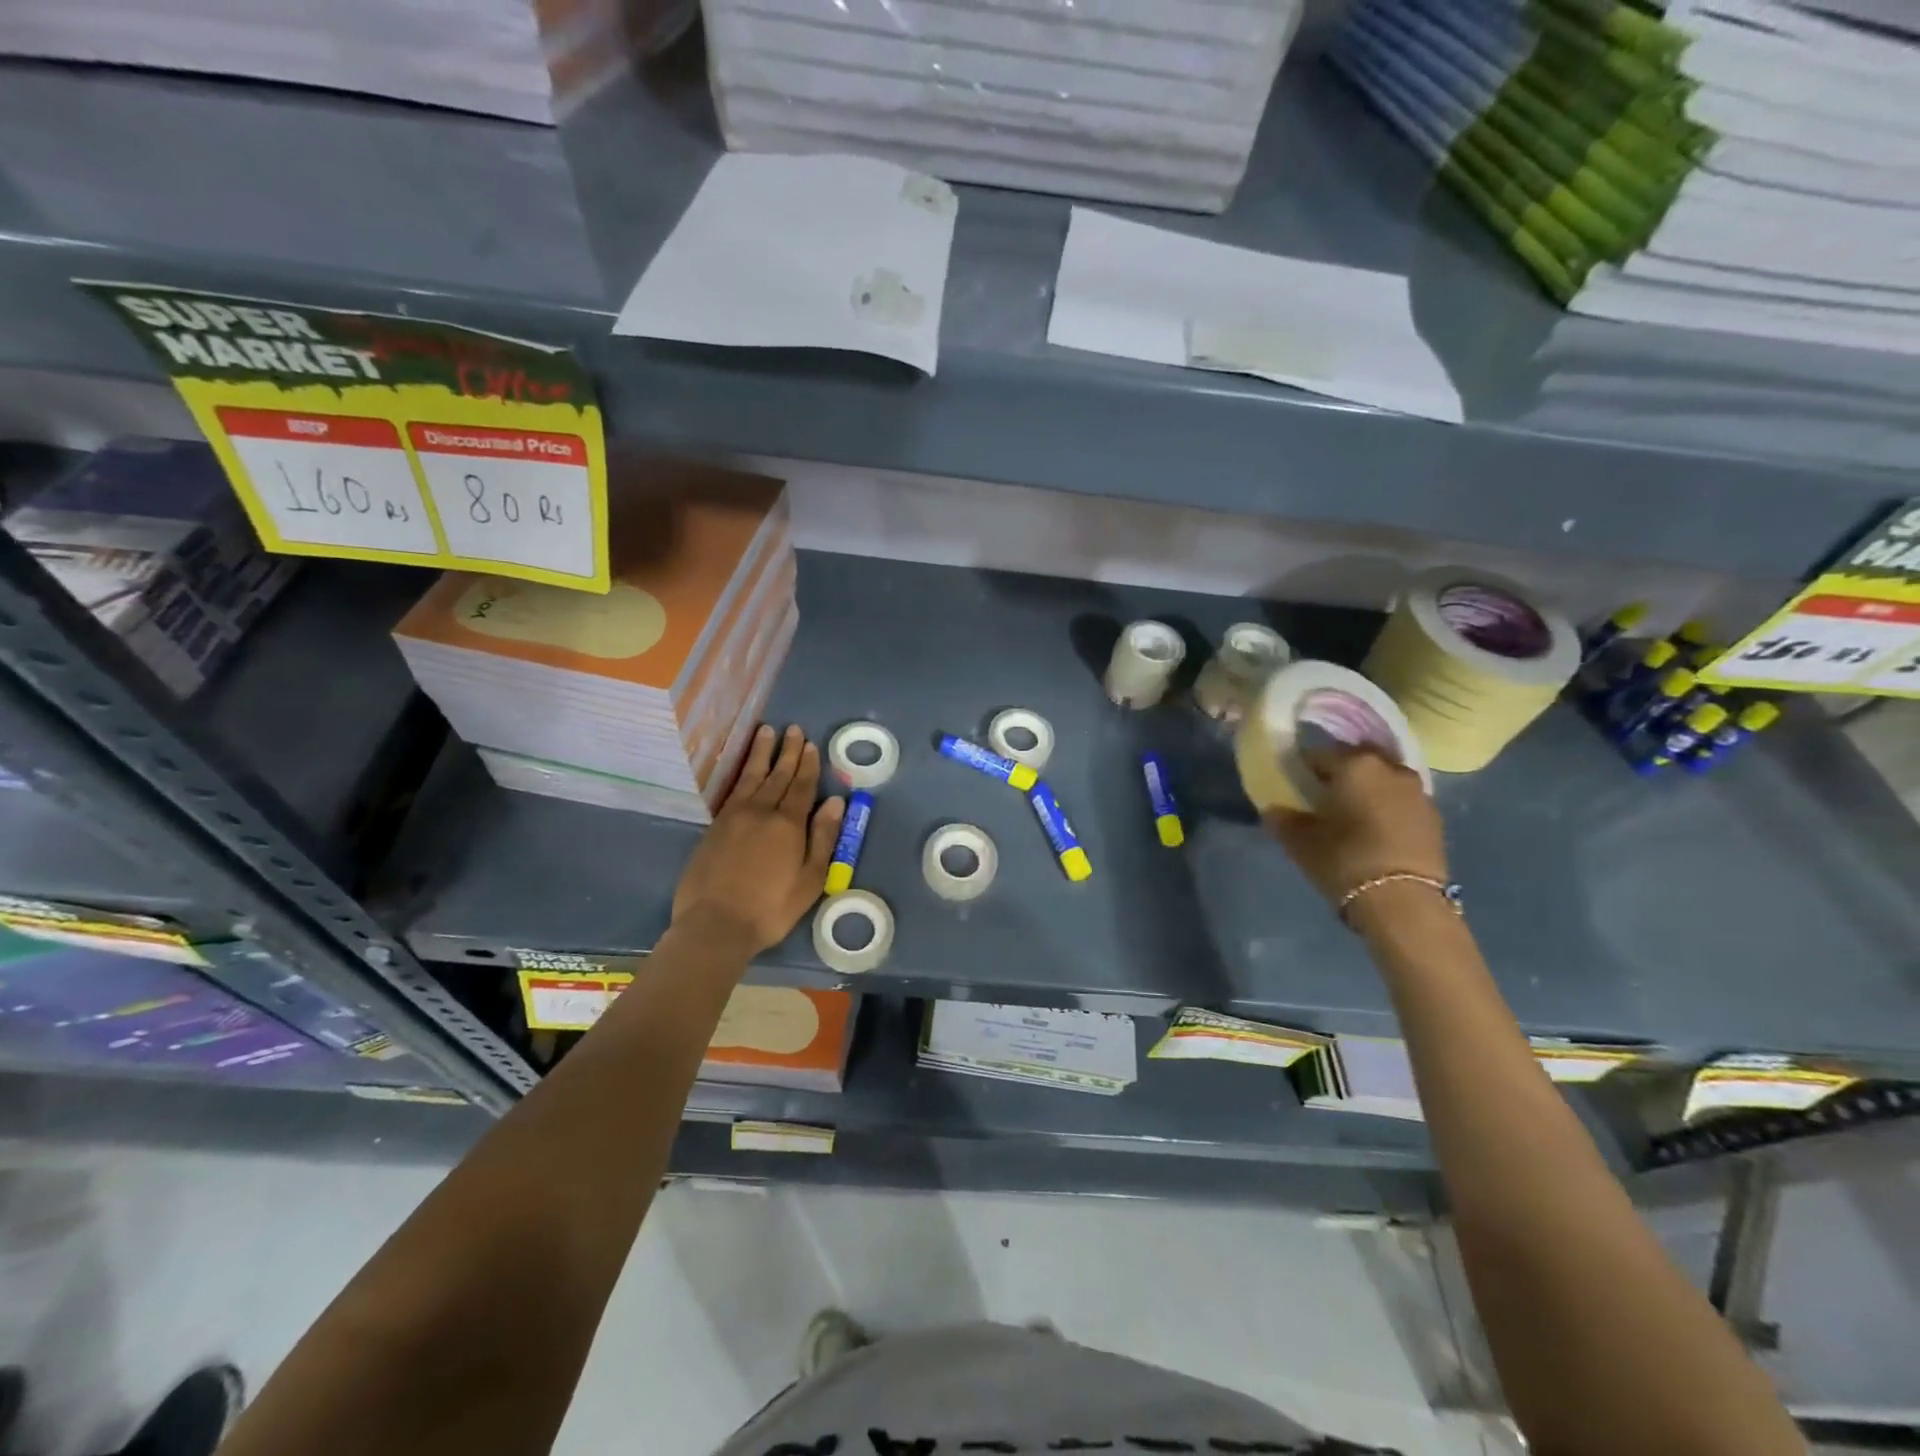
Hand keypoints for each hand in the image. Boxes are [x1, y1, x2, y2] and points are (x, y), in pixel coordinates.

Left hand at [671, 725, 845, 955]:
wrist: (716, 924)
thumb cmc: (771, 908)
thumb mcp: (810, 879)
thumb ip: (823, 838)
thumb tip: (835, 802)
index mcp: (789, 824)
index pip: (802, 787)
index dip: (808, 765)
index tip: (812, 745)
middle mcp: (762, 811)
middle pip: (778, 775)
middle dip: (788, 752)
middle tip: (794, 729)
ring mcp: (734, 816)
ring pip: (752, 776)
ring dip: (762, 753)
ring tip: (767, 731)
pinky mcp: (715, 826)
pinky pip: (732, 789)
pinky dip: (741, 772)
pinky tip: (744, 767)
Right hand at [1264, 745, 1447, 907]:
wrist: (1404, 902)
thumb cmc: (1344, 860)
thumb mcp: (1300, 841)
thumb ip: (1283, 819)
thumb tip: (1274, 809)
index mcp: (1354, 765)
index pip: (1319, 753)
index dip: (1303, 766)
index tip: (1294, 782)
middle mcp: (1389, 768)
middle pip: (1357, 759)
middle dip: (1340, 771)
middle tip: (1323, 794)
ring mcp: (1418, 792)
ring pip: (1384, 778)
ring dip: (1369, 788)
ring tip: (1352, 812)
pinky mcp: (1435, 818)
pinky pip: (1403, 801)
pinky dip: (1388, 807)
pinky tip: (1376, 830)